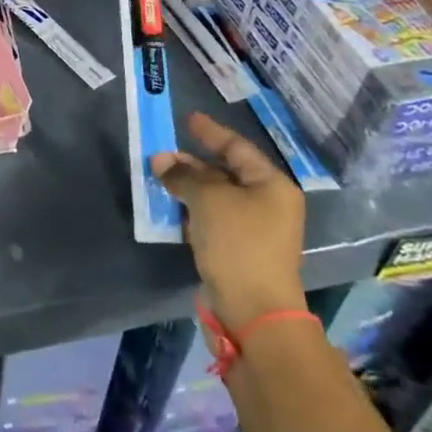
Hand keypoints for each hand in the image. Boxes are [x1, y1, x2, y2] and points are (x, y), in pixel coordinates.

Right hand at [151, 113, 307, 332]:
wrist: (254, 312)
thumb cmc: (238, 244)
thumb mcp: (208, 200)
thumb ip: (183, 175)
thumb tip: (161, 161)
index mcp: (271, 185)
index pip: (237, 148)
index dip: (210, 132)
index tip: (187, 119)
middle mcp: (267, 204)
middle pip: (226, 172)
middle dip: (193, 162)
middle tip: (163, 152)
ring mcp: (254, 230)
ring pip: (216, 197)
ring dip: (189, 187)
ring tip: (159, 176)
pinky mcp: (238, 252)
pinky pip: (212, 220)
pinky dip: (192, 210)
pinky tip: (171, 206)